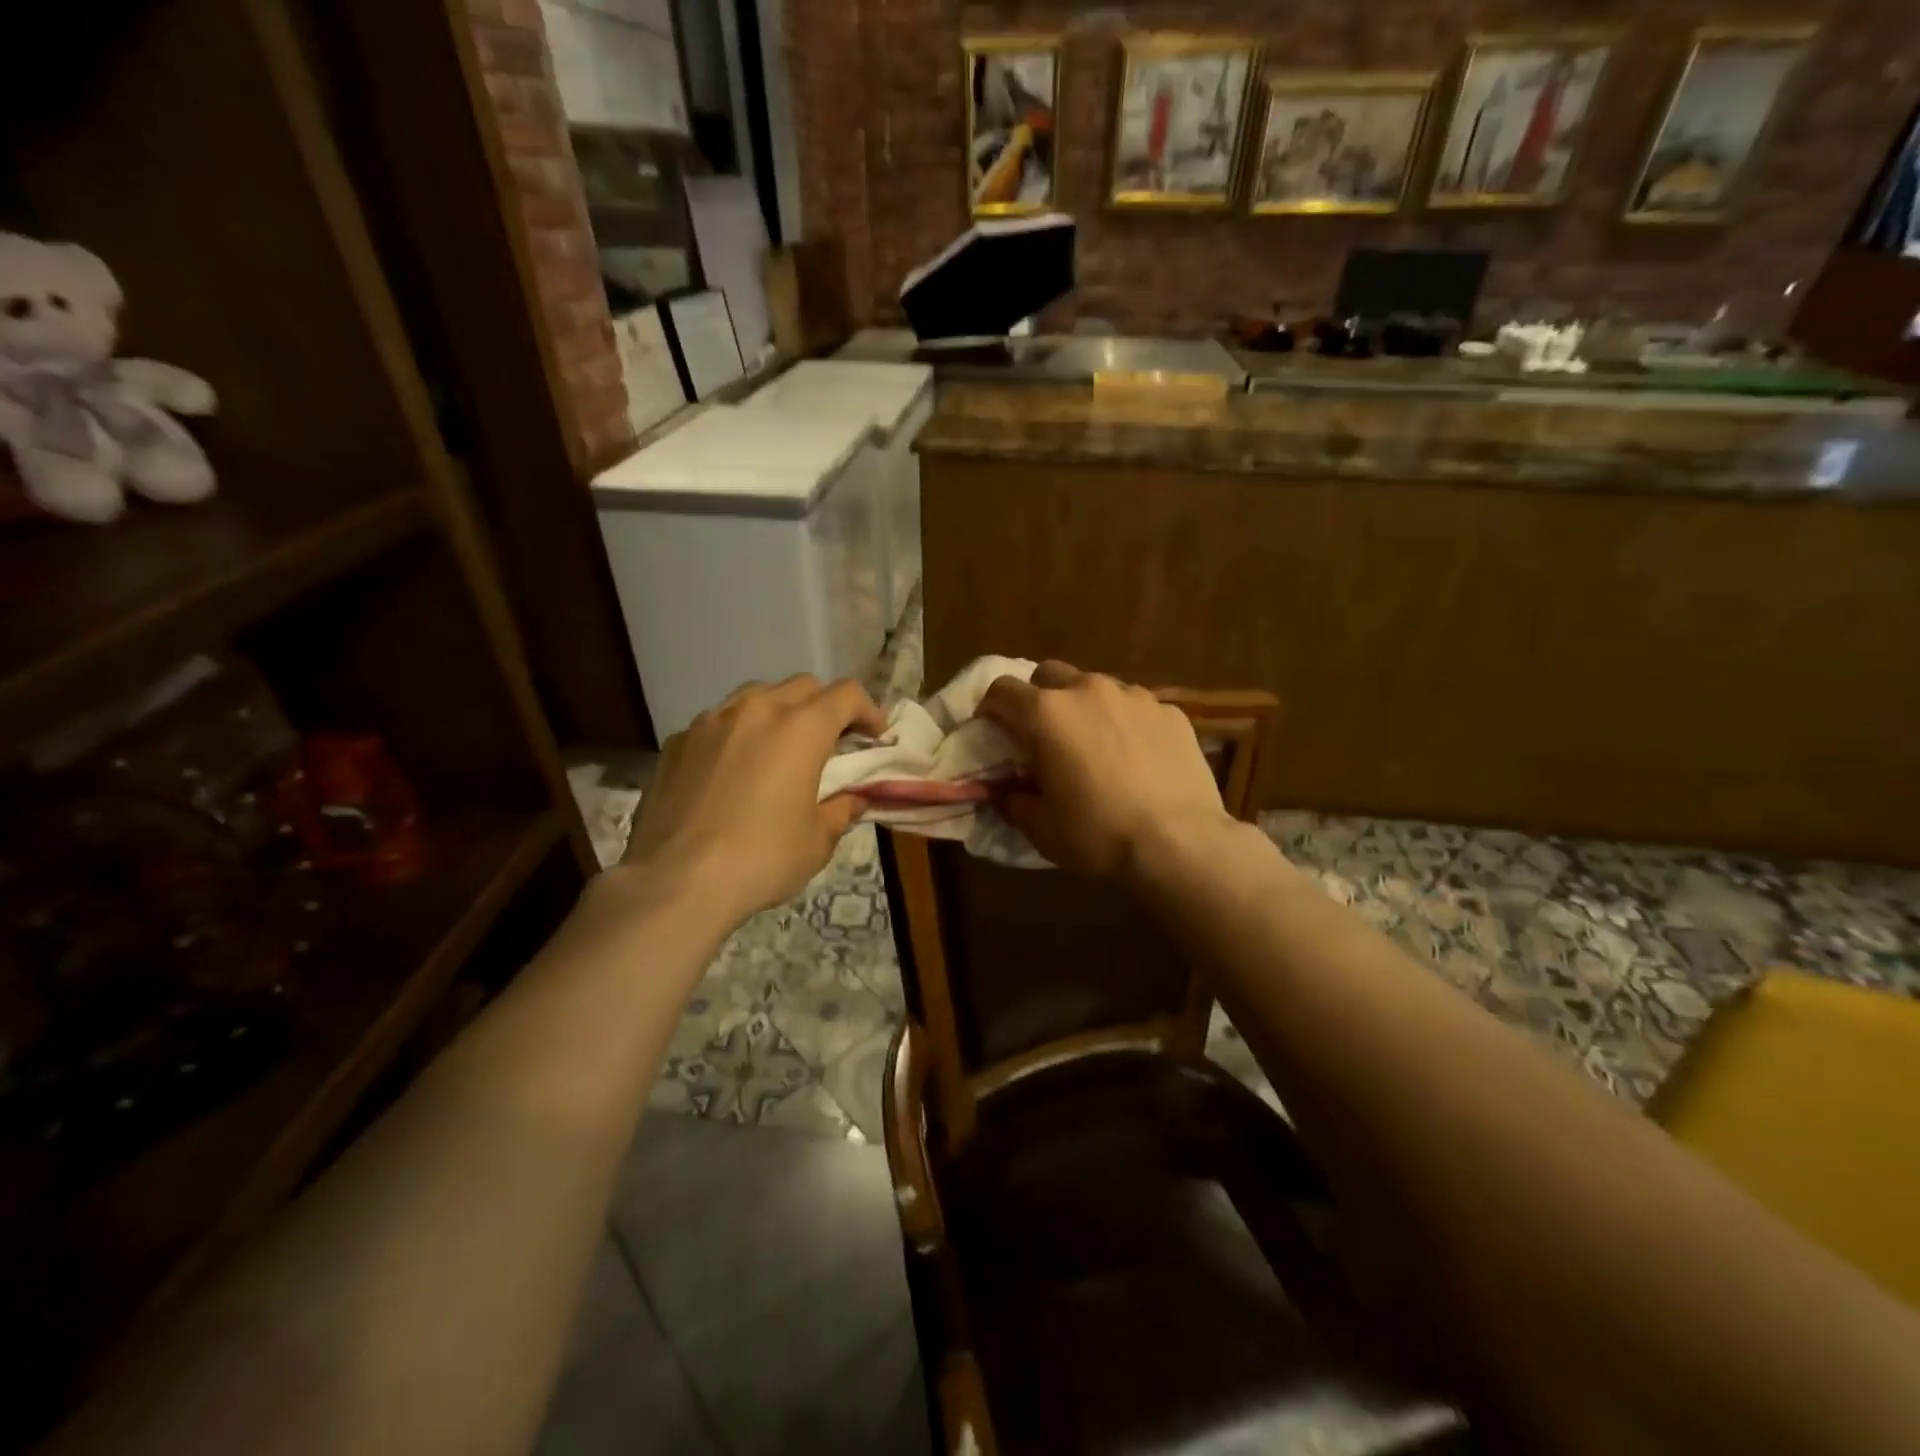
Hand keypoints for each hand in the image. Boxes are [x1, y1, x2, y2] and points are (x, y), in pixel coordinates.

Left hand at [619, 675, 888, 924]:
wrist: (675, 881)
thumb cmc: (761, 859)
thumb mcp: (817, 841)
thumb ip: (841, 809)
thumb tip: (853, 798)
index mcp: (800, 729)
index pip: (846, 695)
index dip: (868, 710)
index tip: (875, 736)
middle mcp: (756, 710)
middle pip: (803, 686)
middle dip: (825, 707)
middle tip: (831, 742)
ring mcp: (711, 721)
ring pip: (755, 696)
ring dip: (778, 713)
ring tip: (779, 748)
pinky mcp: (677, 742)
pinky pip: (717, 723)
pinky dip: (737, 735)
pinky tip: (732, 770)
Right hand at [977, 661, 1235, 879]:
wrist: (1179, 843)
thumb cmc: (1098, 834)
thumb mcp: (1041, 828)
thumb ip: (1013, 800)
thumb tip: (1003, 791)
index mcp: (1046, 713)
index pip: (1001, 690)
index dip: (991, 709)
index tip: (994, 732)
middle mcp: (1088, 690)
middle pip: (1049, 675)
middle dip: (1038, 698)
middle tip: (1044, 736)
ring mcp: (1134, 695)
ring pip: (1095, 686)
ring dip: (1084, 707)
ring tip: (1094, 744)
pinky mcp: (1170, 710)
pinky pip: (1135, 706)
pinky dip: (1124, 722)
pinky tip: (1136, 756)